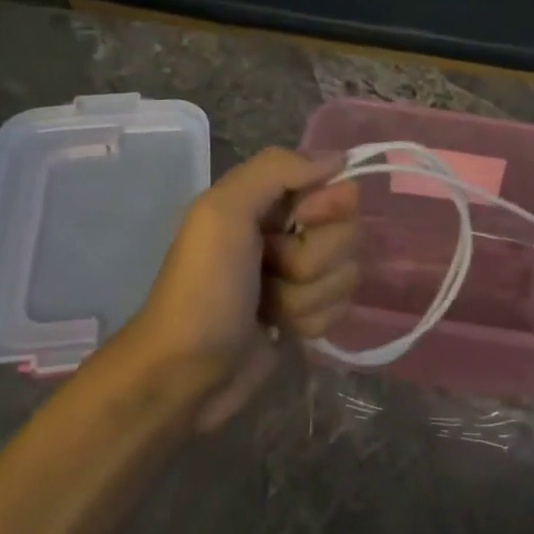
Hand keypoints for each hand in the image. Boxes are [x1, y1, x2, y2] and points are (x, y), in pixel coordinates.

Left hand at [126, 148, 358, 431]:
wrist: (185, 375)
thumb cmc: (202, 289)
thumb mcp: (224, 212)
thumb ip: (277, 169)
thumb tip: (339, 158)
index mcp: (267, 199)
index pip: (335, 186)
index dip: (327, 208)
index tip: (302, 222)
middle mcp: (289, 231)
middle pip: (348, 233)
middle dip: (313, 261)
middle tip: (270, 271)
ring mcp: (300, 276)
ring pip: (347, 273)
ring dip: (308, 296)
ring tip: (268, 308)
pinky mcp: (308, 313)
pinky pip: (341, 307)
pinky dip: (311, 321)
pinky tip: (280, 329)